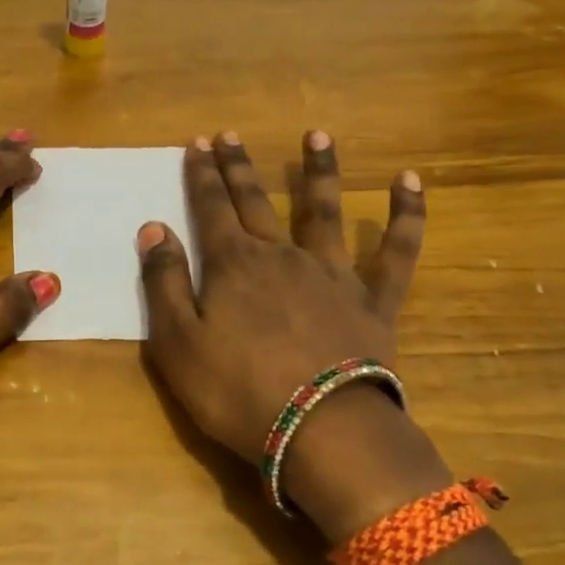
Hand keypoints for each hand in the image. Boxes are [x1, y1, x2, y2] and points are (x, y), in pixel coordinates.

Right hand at [137, 130, 451, 541]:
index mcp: (233, 266)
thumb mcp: (177, 343)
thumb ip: (164, 282)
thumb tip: (153, 227)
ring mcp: (333, 275)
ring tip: (317, 135)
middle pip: (257, 201)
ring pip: (324, 211)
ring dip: (319, 171)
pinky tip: (411, 181)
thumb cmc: (236, 392)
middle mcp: (282, 256)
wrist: (321, 431)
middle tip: (231, 134)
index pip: (210, 208)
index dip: (201, 175)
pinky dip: (406, 215)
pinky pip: (396, 252)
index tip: (197, 142)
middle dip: (240, 167)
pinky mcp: (374, 301)